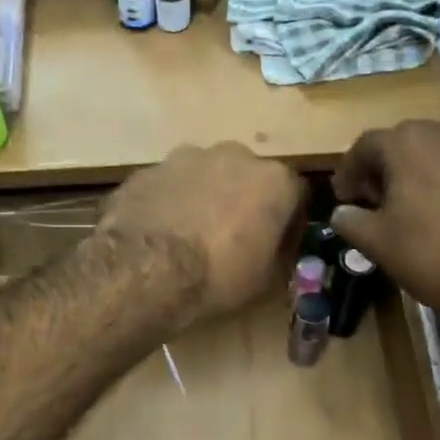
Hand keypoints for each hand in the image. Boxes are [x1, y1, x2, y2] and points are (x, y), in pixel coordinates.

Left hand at [97, 142, 303, 324]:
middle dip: (242, 202)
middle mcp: (234, 155)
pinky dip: (168, 204)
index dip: (287, 224)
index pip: (295, 196)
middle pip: (246, 178)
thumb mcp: (265, 283)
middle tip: (230, 240)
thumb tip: (275, 254)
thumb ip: (278, 258)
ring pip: (203, 177)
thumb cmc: (217, 277)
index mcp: (274, 181)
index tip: (276, 247)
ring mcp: (185, 157)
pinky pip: (168, 187)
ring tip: (188, 238)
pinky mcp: (147, 170)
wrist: (144, 270)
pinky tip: (158, 235)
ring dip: (203, 199)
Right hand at [331, 121, 439, 310]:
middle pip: (406, 143)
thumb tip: (342, 212)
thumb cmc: (430, 251)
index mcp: (408, 144)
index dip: (349, 171)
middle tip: (379, 200)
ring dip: (424, 172)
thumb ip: (350, 221)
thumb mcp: (376, 243)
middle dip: (387, 168)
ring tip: (421, 205)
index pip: (365, 146)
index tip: (344, 197)